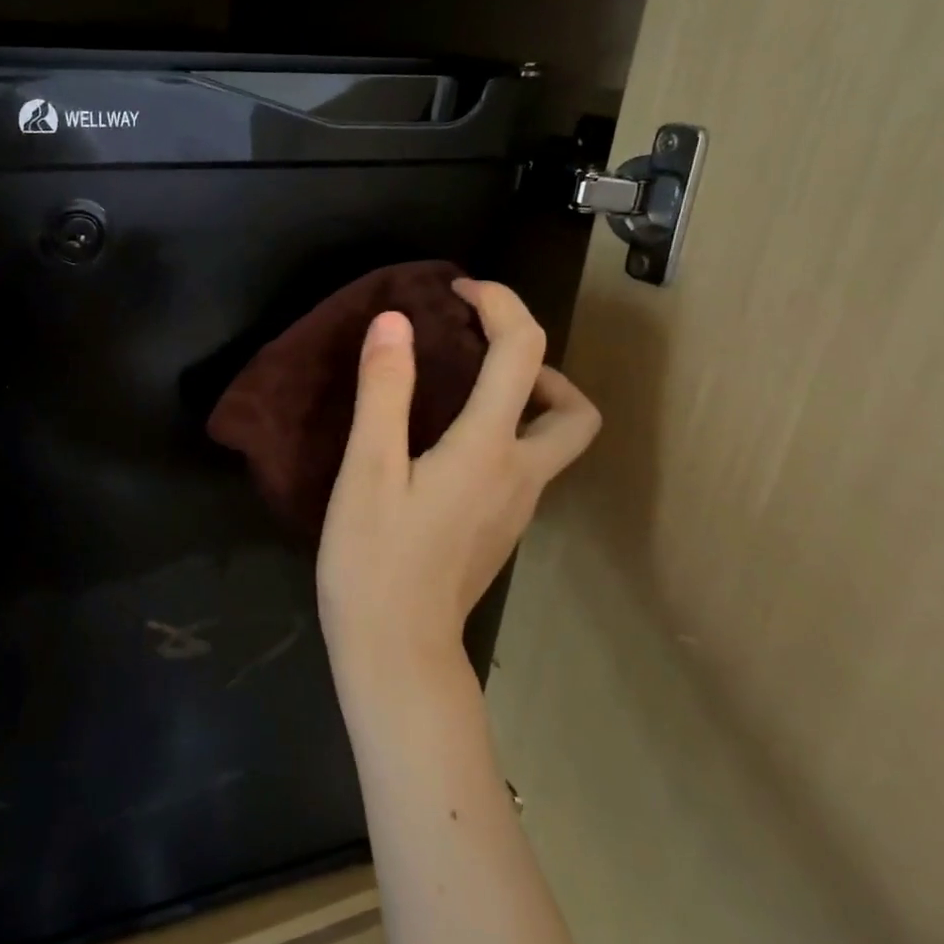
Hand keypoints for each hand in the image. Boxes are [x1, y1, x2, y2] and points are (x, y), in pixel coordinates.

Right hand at [317, 279, 599, 676]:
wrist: (396, 652)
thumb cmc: (375, 560)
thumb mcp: (368, 470)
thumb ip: (384, 392)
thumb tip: (395, 321)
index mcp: (489, 449)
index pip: (522, 353)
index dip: (499, 305)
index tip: (458, 290)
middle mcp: (520, 474)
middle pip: (575, 409)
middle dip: (542, 365)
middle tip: (483, 354)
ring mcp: (517, 508)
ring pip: (554, 441)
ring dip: (526, 400)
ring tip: (465, 391)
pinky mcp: (501, 530)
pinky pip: (524, 465)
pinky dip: (505, 434)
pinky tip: (449, 445)